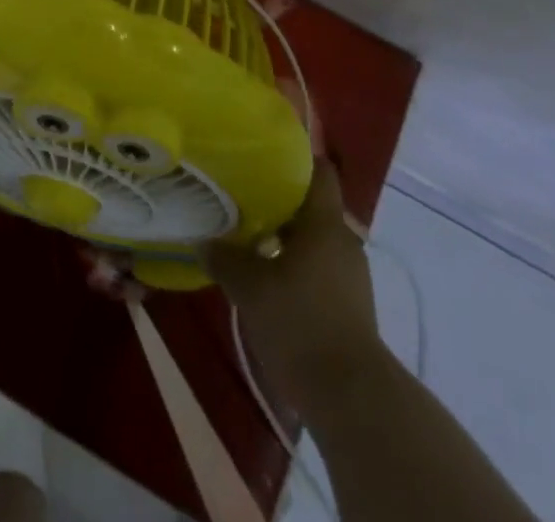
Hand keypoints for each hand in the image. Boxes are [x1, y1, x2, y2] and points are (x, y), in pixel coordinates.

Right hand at [205, 163, 383, 406]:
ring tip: (249, 239)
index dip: (297, 158)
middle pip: (312, 206)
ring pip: (314, 240)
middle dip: (280, 202)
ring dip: (286, 238)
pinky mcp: (350, 306)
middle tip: (243, 198)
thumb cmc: (301, 324)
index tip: (264, 154)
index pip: (320, 171)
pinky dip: (296, 266)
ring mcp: (351, 275)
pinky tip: (268, 280)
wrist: (351, 398)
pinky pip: (320, 269)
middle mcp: (343, 240)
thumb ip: (225, 258)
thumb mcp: (251, 288)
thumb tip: (202, 239)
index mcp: (325, 222)